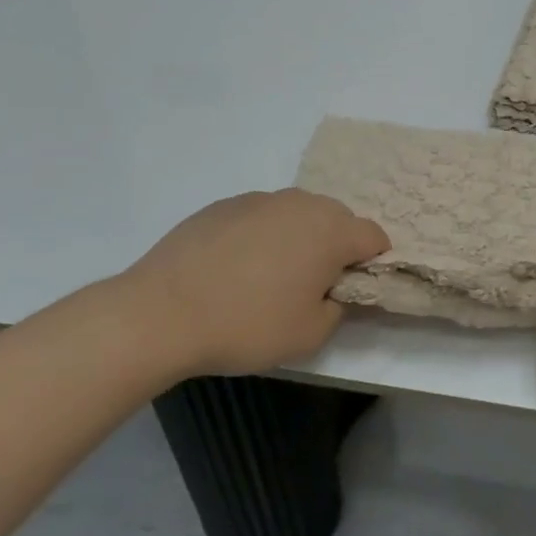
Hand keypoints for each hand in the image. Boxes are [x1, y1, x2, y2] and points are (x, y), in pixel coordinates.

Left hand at [111, 189, 388, 379]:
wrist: (161, 312)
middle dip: (336, 246)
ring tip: (270, 276)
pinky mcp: (224, 205)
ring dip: (298, 238)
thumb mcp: (309, 335)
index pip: (374, 236)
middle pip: (337, 219)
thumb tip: (334, 292)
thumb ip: (338, 309)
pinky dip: (261, 236)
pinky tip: (235, 268)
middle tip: (312, 285)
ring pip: (297, 214)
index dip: (373, 262)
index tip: (353, 288)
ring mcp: (260, 200)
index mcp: (331, 231)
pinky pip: (260, 217)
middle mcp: (301, 204)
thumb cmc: (247, 325)